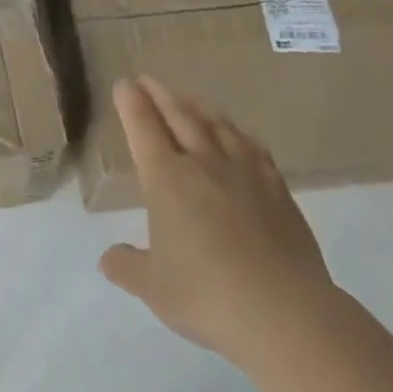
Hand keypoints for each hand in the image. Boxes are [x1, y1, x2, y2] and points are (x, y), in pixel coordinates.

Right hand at [99, 77, 334, 363]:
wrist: (285, 312)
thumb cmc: (207, 295)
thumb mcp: (153, 288)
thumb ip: (127, 267)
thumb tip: (108, 258)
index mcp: (165, 178)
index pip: (143, 127)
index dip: (131, 103)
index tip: (124, 84)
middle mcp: (202, 163)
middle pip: (179, 116)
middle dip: (159, 94)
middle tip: (148, 80)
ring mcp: (244, 172)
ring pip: (216, 124)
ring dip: (197, 106)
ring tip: (187, 96)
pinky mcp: (277, 188)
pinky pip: (252, 147)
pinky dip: (236, 132)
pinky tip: (237, 134)